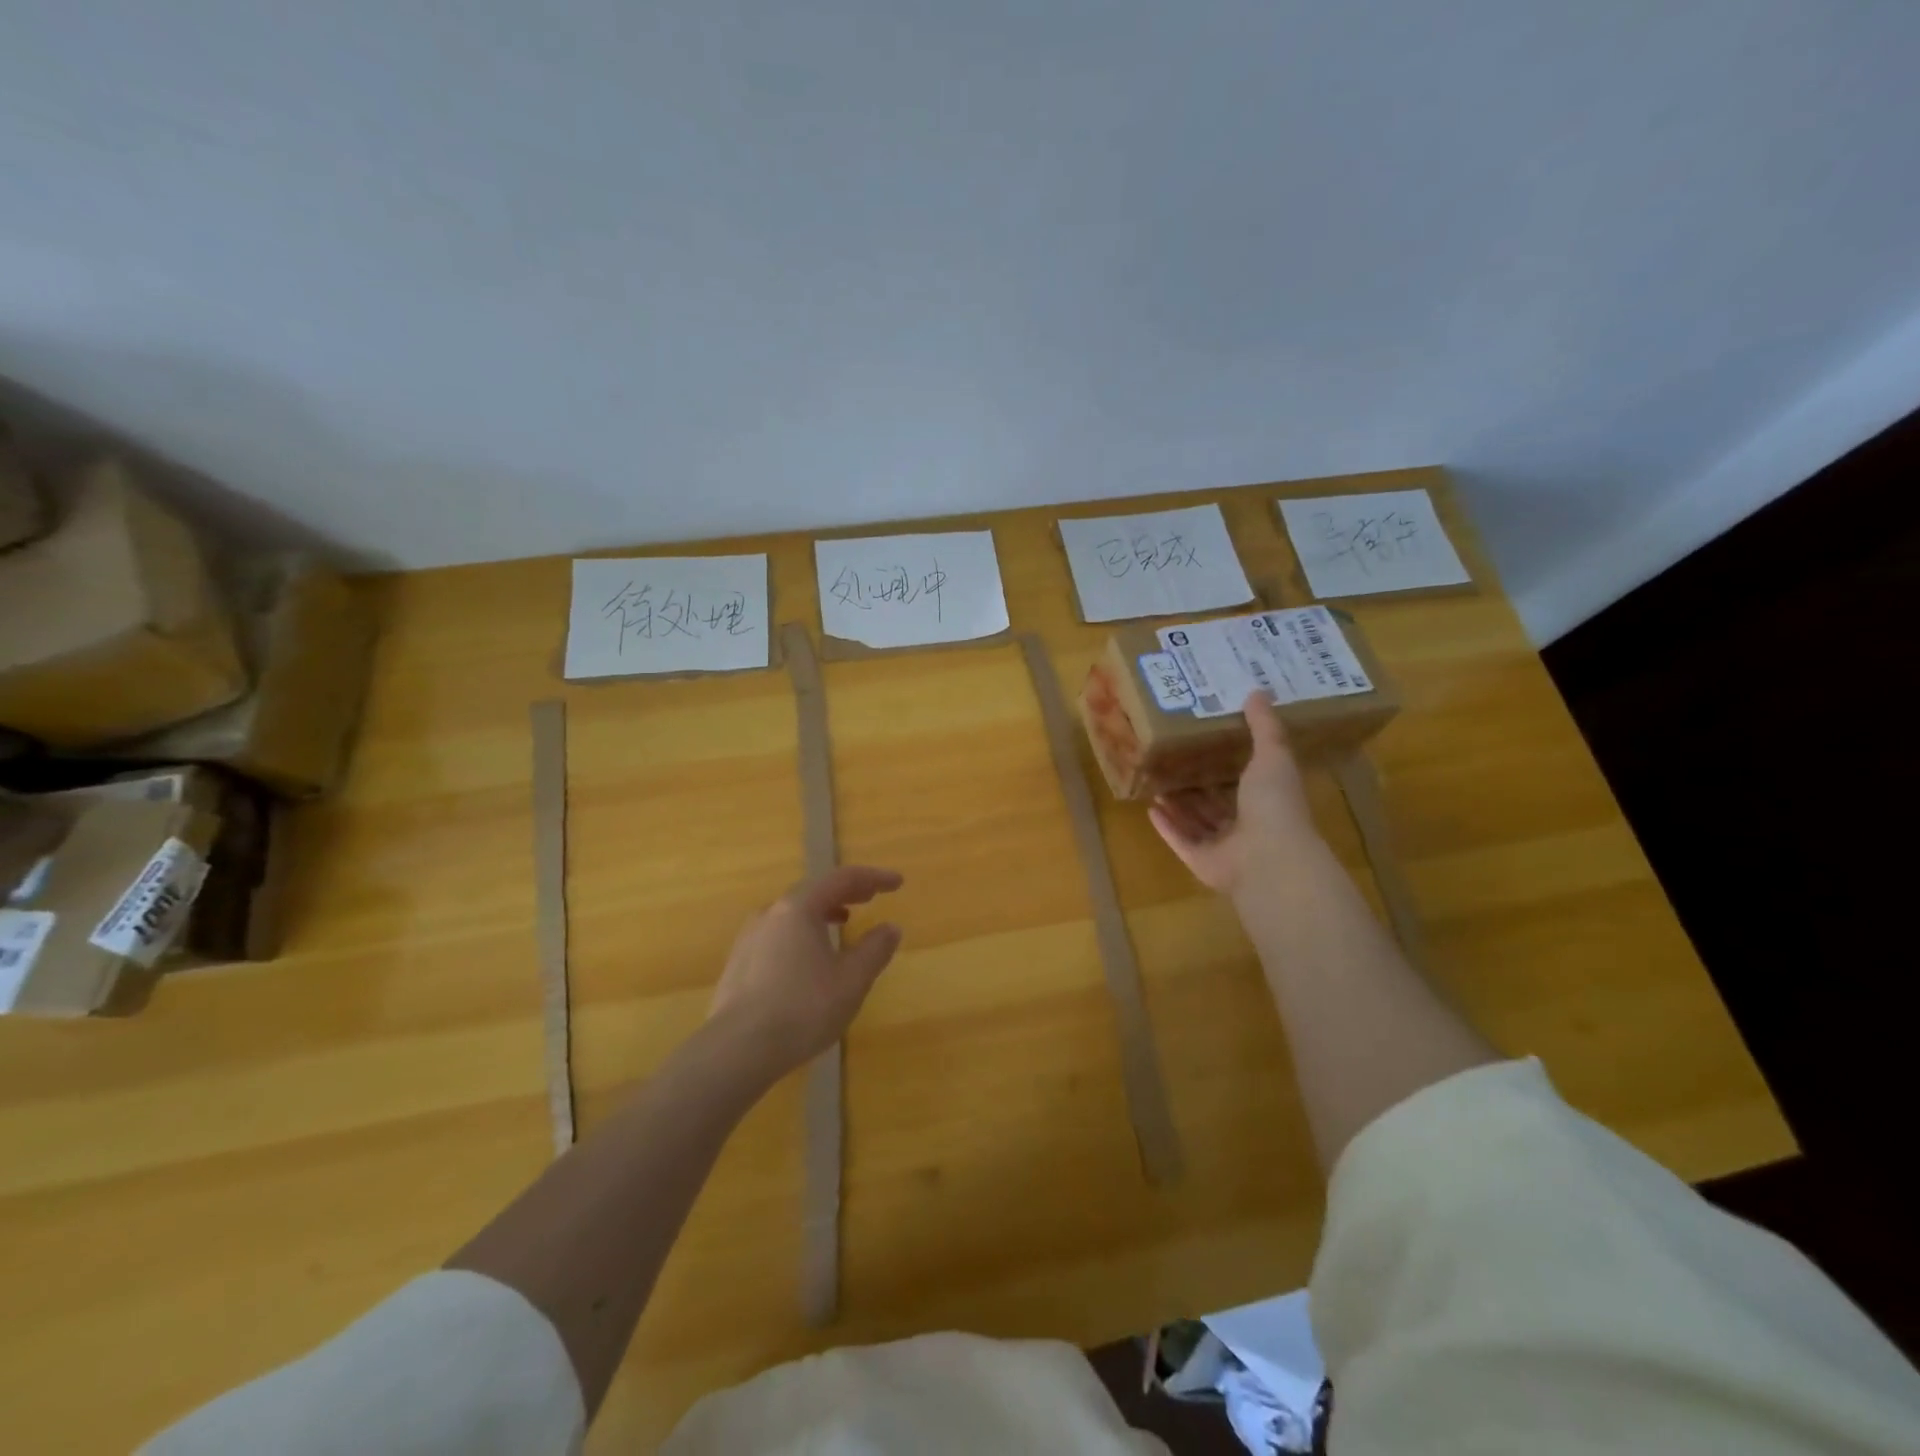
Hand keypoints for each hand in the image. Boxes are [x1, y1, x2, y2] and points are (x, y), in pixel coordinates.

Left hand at [708, 866, 904, 1081]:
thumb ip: (875, 949)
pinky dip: (802, 934)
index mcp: (799, 908)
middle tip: (870, 897)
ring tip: (841, 923)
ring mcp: (749, 938)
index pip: (842, 879)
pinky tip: (809, 959)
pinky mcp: (738, 964)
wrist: (737, 1050)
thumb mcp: (852, 980)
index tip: (897, 882)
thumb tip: (890, 928)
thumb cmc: (803, 1008)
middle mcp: (770, 914)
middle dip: (846, 892)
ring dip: (821, 912)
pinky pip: (778, 935)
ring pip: (792, 914)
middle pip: (814, 892)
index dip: (873, 878)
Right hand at [1149, 693, 1320, 898]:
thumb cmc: (1273, 804)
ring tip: (1156, 783)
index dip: (1227, 765)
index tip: (1205, 742)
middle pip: (1216, 804)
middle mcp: (1247, 826)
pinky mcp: (1201, 863)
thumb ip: (1264, 727)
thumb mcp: (1272, 756)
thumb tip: (1257, 691)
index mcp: (1267, 801)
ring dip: (1178, 806)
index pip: (1246, 782)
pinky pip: (1180, 842)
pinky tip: (1150, 809)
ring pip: (1197, 823)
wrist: (1268, 857)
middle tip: (1171, 762)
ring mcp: (1224, 848)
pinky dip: (1167, 827)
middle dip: (1196, 786)